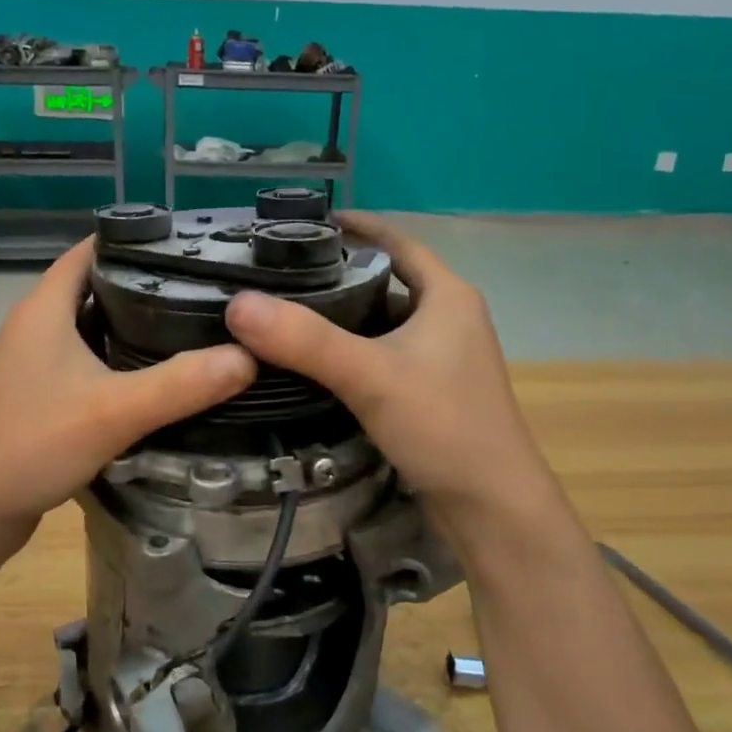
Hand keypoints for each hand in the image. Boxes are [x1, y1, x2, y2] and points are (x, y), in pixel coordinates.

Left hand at [0, 240, 255, 561]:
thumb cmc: (32, 445)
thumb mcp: (114, 412)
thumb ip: (182, 384)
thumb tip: (248, 357)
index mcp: (44, 308)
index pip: (91, 250)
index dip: (135, 241)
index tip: (188, 246)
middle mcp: (35, 326)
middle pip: (95, 287)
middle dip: (146, 286)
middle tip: (205, 291)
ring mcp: (32, 363)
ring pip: (91, 328)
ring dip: (133, 327)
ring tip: (192, 328)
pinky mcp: (37, 396)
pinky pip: (85, 363)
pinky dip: (117, 362)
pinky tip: (154, 379)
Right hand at [224, 214, 555, 529]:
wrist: (493, 509)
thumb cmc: (443, 426)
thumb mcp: (371, 375)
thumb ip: (305, 340)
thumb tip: (238, 304)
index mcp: (447, 296)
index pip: (398, 242)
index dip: (358, 227)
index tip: (308, 222)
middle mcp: (449, 319)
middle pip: (386, 281)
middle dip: (337, 274)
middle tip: (281, 273)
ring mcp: (443, 359)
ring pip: (383, 323)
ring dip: (342, 317)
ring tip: (286, 313)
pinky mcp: (432, 393)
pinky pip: (384, 357)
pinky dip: (351, 353)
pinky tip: (314, 365)